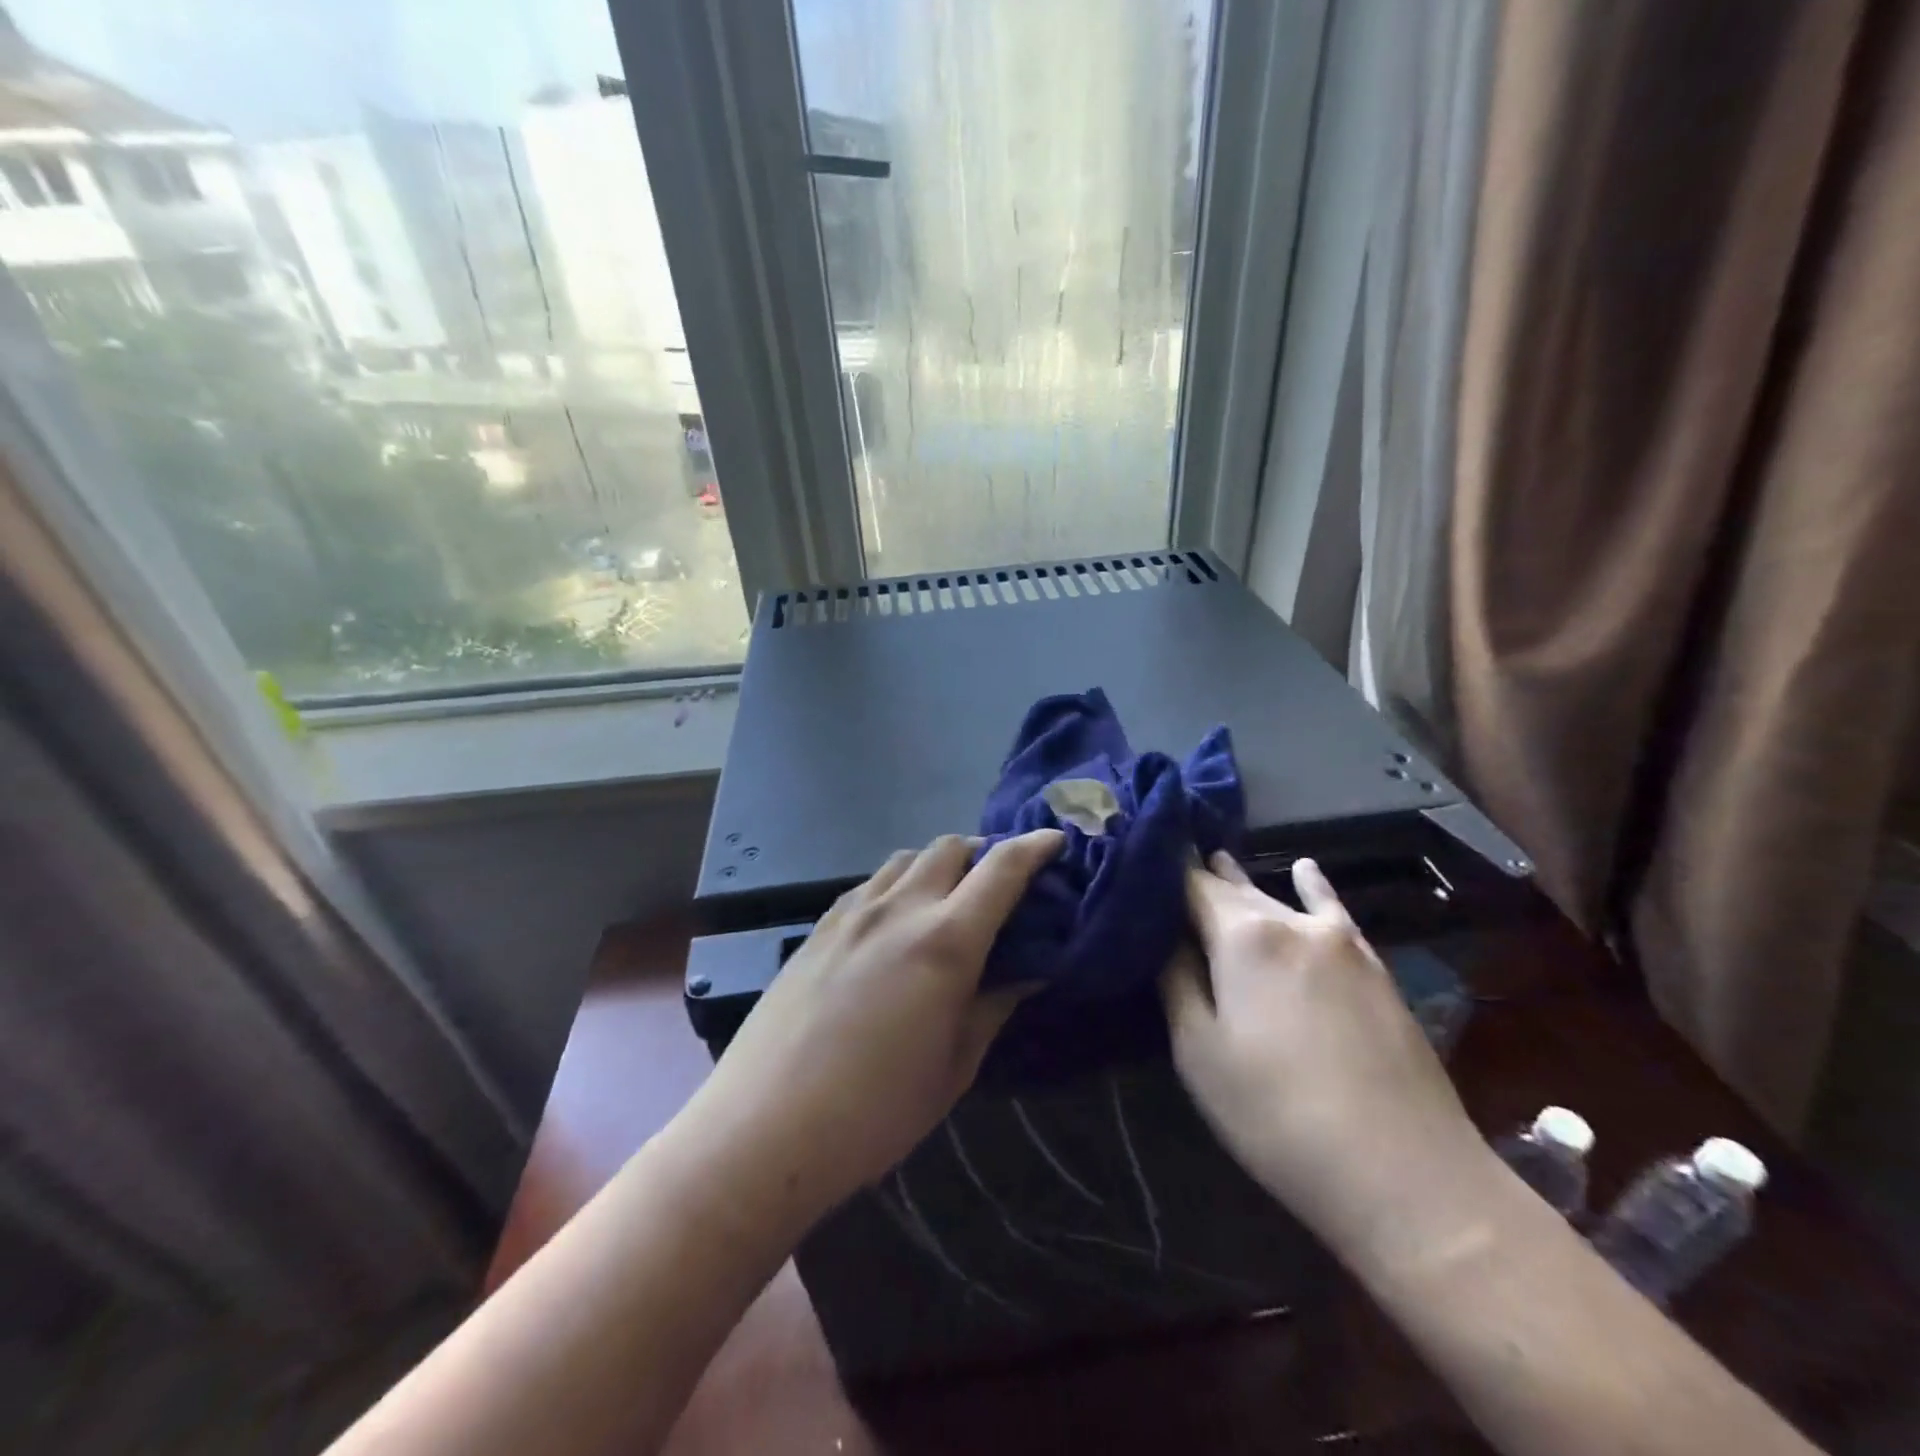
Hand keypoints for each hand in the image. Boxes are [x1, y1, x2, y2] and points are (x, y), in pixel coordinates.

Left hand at [679, 830, 1063, 1226]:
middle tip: (999, 885)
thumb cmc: (877, 1110)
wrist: (765, 1127)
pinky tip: (894, 922)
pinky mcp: (819, 926)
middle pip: (950, 846)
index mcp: (946, 940)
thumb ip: (994, 1005)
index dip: (1034, 848)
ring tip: (947, 900)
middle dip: (983, 852)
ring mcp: (853, 912)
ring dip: (938, 865)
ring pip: (906, 859)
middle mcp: (900, 908)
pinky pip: (870, 883)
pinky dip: (897, 884)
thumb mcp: (954, 1066)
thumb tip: (1029, 970)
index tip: (1055, 841)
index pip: (1001, 869)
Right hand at [1162, 853, 1483, 1246]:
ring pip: (1278, 900)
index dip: (1165, 871)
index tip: (1139, 861)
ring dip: (1245, 884)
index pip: (1192, 885)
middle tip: (1169, 863)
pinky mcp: (1374, 967)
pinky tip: (1306, 869)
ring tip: (1218, 858)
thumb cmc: (1277, 1115)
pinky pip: (1333, 912)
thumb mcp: (1199, 1052)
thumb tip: (1166, 935)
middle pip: (1235, 890)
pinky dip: (1314, 888)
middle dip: (1202, 878)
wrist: (1405, 1173)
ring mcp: (1340, 941)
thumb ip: (1177, 980)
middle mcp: (1291, 923)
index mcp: (1242, 936)